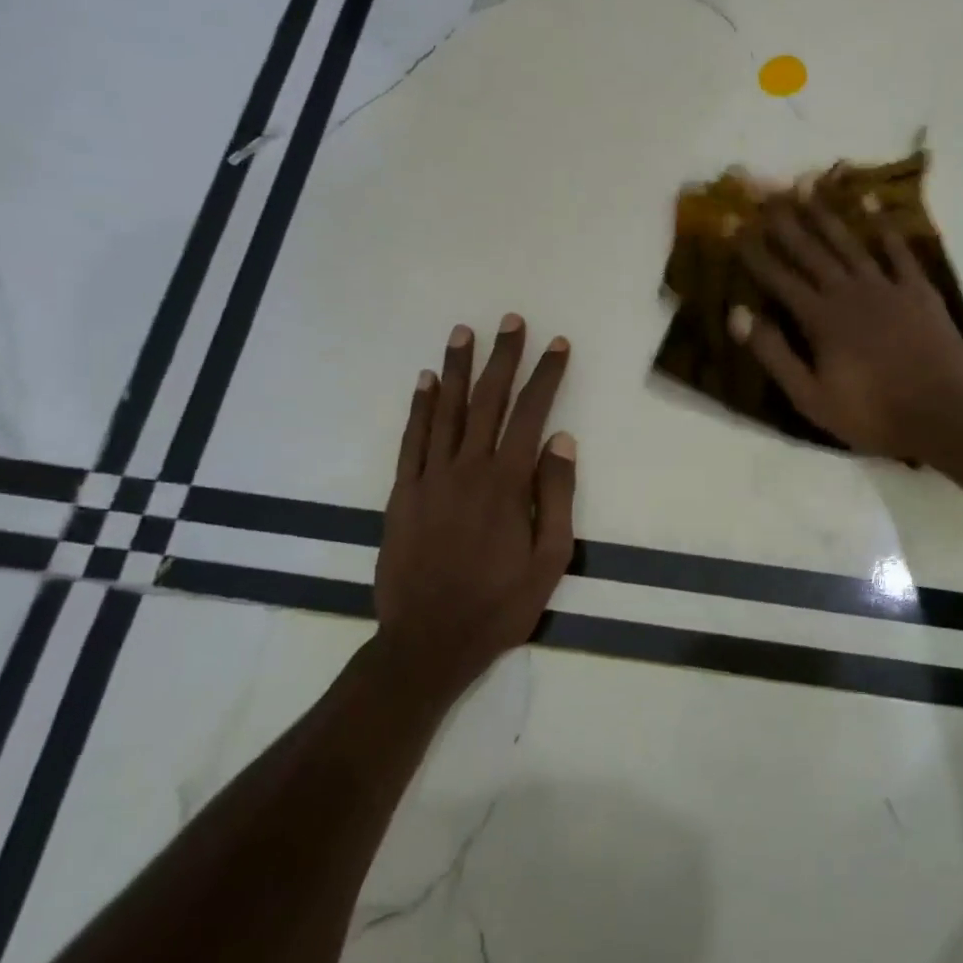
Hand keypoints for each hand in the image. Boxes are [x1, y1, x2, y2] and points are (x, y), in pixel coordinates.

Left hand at [376, 315, 575, 699]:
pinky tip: (424, 381)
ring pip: (444, 411)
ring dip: (456, 368)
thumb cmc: (500, 604)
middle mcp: (466, 469)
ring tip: (464, 332)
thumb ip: (556, 496)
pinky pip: (411, 440)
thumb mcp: (550, 559)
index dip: (547, 376)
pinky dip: (418, 407)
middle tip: (511, 321)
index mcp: (506, 484)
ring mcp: (428, 479)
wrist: (428, 641)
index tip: (558, 344)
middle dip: (502, 358)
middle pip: (487, 401)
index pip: (531, 415)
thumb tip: (561, 441)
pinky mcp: (402, 494)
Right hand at [731, 200, 962, 460]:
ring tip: (807, 185)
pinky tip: (871, 204)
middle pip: (811, 251)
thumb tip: (738, 314)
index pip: (779, 278)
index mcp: (820, 318)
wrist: (942, 414)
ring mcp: (887, 287)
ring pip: (849, 242)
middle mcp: (849, 292)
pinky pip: (898, 250)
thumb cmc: (870, 413)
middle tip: (765, 190)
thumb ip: (774, 354)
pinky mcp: (919, 290)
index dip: (753, 251)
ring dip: (826, 214)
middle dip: (784, 221)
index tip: (733, 224)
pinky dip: (884, 226)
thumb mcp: (810, 396)